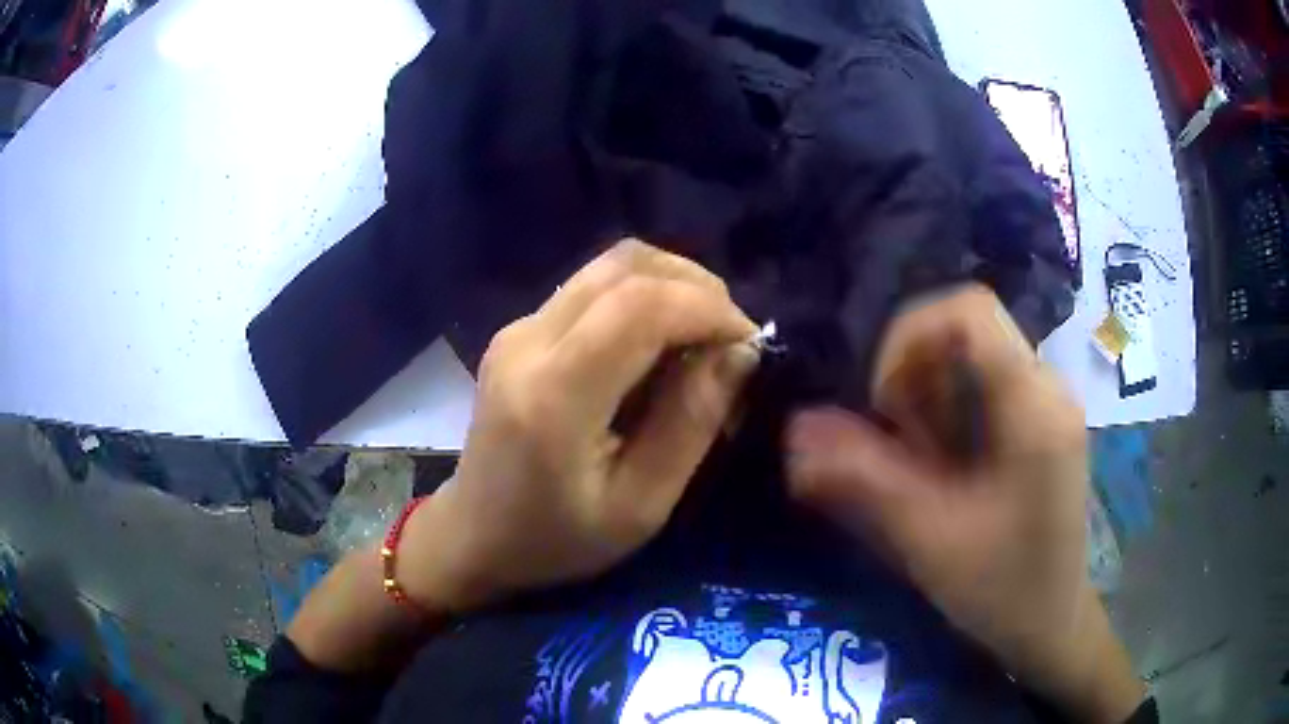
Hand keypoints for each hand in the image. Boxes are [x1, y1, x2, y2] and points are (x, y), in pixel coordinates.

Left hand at [402, 240, 758, 611]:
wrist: (475, 535)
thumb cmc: (557, 539)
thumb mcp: (640, 506)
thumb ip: (691, 423)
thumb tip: (739, 352)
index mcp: (553, 395)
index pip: (640, 305)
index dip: (707, 309)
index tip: (748, 346)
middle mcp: (528, 340)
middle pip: (626, 266)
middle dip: (697, 288)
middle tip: (730, 340)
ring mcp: (518, 327)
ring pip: (611, 265)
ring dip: (671, 286)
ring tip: (702, 338)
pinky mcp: (520, 328)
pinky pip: (594, 286)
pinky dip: (643, 297)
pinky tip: (659, 344)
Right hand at [786, 286, 1142, 722]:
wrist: (1050, 623)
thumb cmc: (1000, 588)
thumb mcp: (928, 537)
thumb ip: (862, 479)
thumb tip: (795, 430)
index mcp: (1033, 406)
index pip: (967, 312)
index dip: (908, 340)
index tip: (884, 406)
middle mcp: (1047, 386)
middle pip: (965, 332)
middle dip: (916, 379)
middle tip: (902, 447)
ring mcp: (1046, 401)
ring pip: (970, 357)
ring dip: (928, 398)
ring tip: (920, 463)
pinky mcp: (1039, 421)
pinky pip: (982, 386)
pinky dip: (947, 414)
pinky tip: (943, 467)